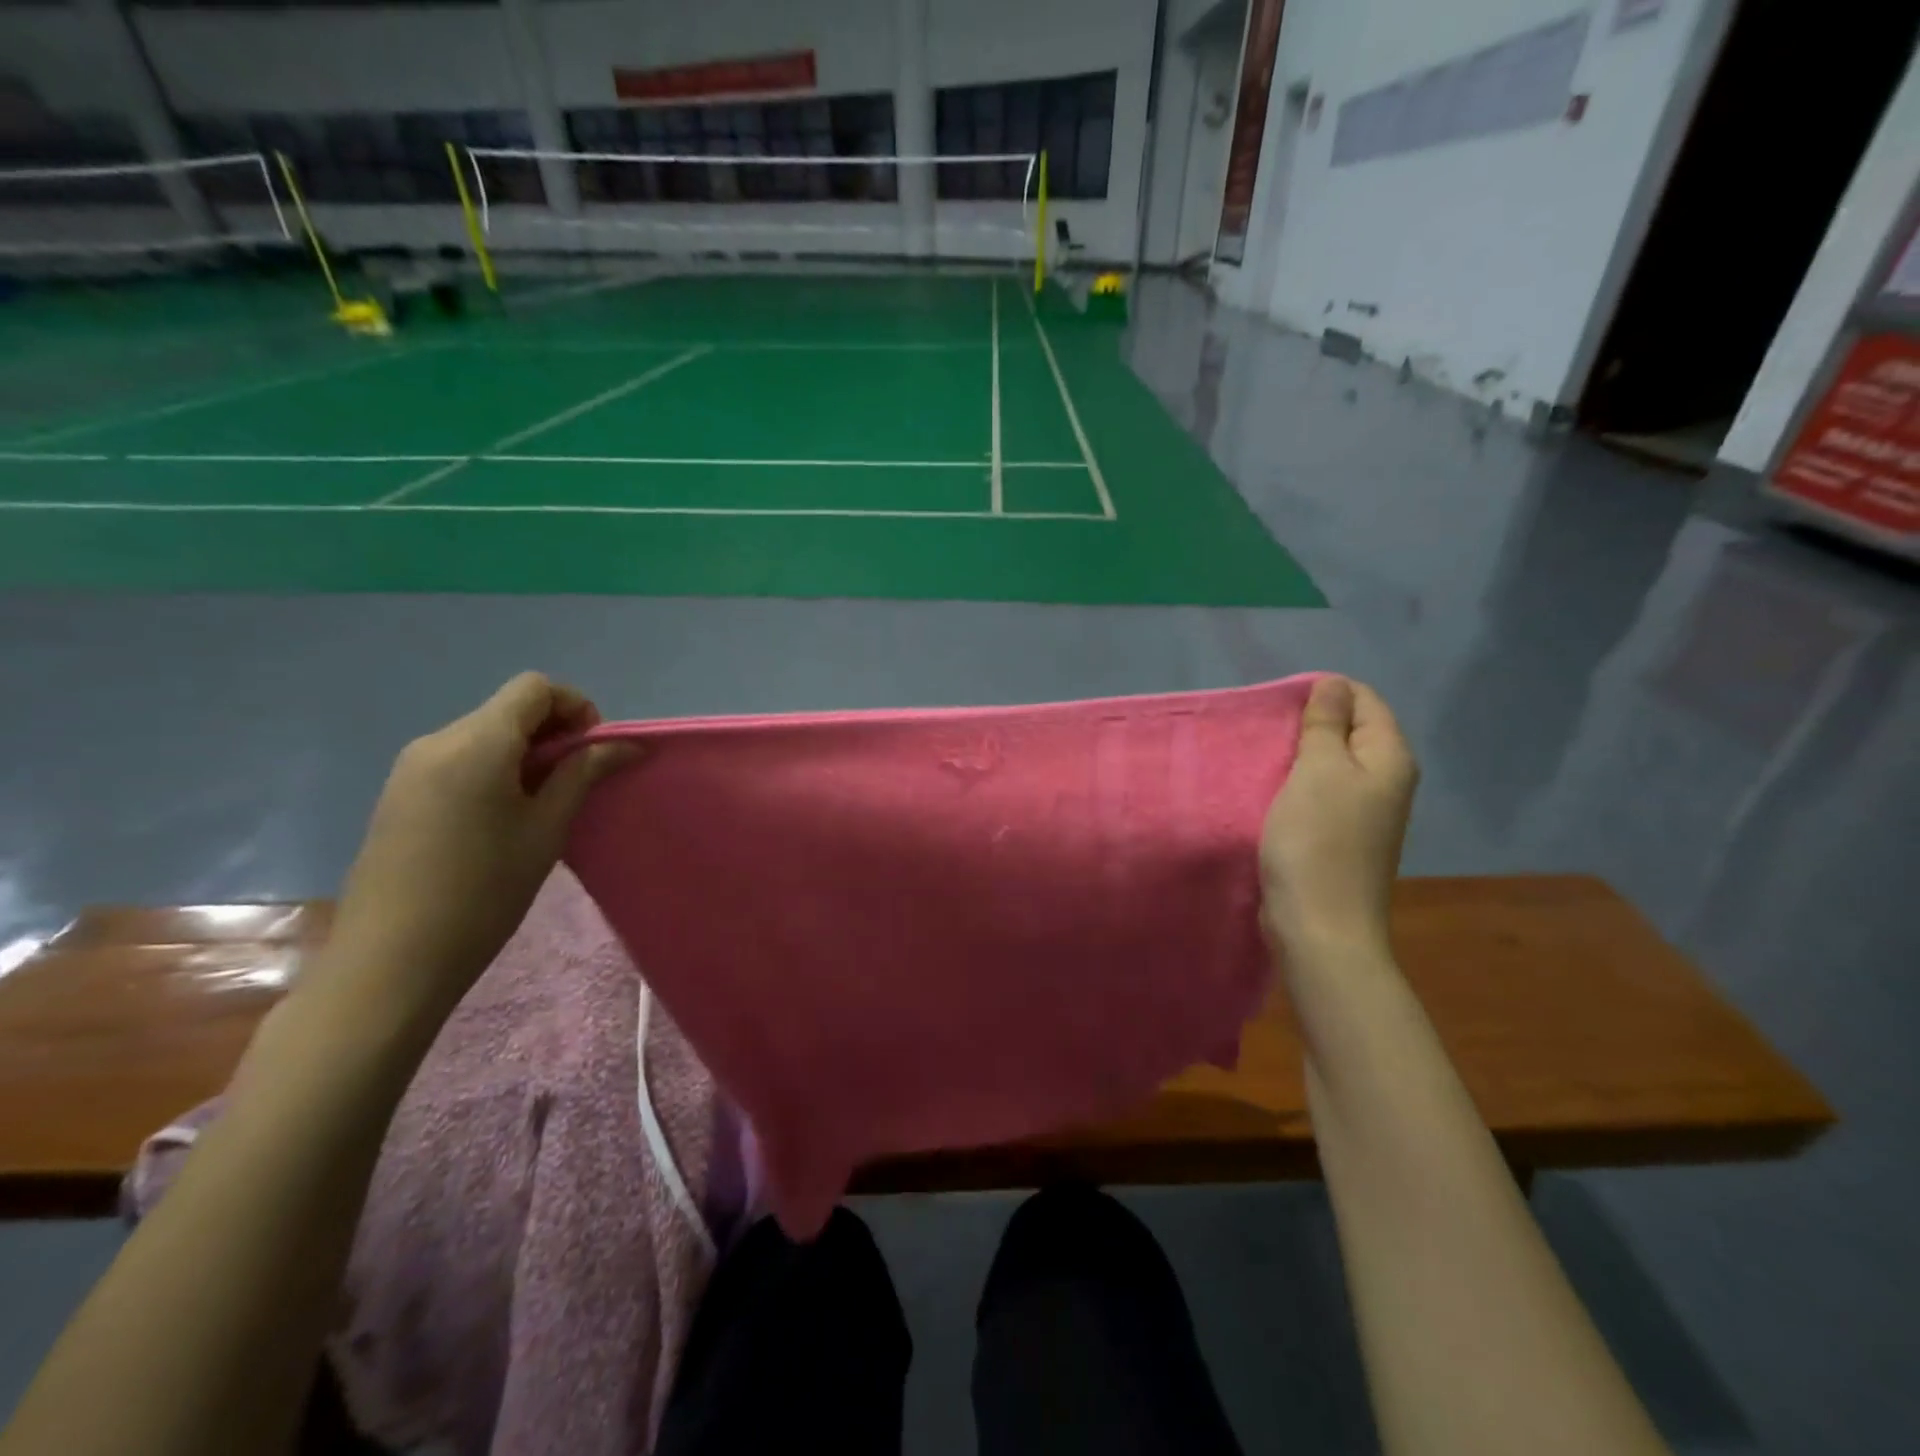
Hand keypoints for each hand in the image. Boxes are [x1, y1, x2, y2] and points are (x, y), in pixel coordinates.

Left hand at [317, 674, 633, 1023]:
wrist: (392, 958)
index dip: (576, 707)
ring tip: (542, 805)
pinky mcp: (399, 793)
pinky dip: (494, 770)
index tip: (592, 752)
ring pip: (484, 734)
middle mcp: (438, 741)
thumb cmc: (485, 890)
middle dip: (553, 732)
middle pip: (509, 709)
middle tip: (576, 782)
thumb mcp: (547, 828)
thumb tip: (625, 744)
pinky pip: (459, 760)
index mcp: (477, 743)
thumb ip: (583, 774)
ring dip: (525, 753)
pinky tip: (502, 819)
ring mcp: (411, 767)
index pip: (535, 688)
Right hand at [1260, 676, 1418, 959]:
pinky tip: (1271, 791)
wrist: (1319, 927)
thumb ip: (1325, 724)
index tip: (1278, 706)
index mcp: (1390, 758)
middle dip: (1309, 723)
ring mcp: (1366, 812)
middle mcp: (1386, 780)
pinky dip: (1297, 784)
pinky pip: (1322, 793)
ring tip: (1262, 757)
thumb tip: (1334, 684)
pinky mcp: (1342, 836)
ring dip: (1299, 755)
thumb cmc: (1317, 841)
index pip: (1364, 699)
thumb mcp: (1317, 770)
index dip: (1323, 693)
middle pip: (1350, 730)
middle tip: (1266, 731)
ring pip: (1332, 763)